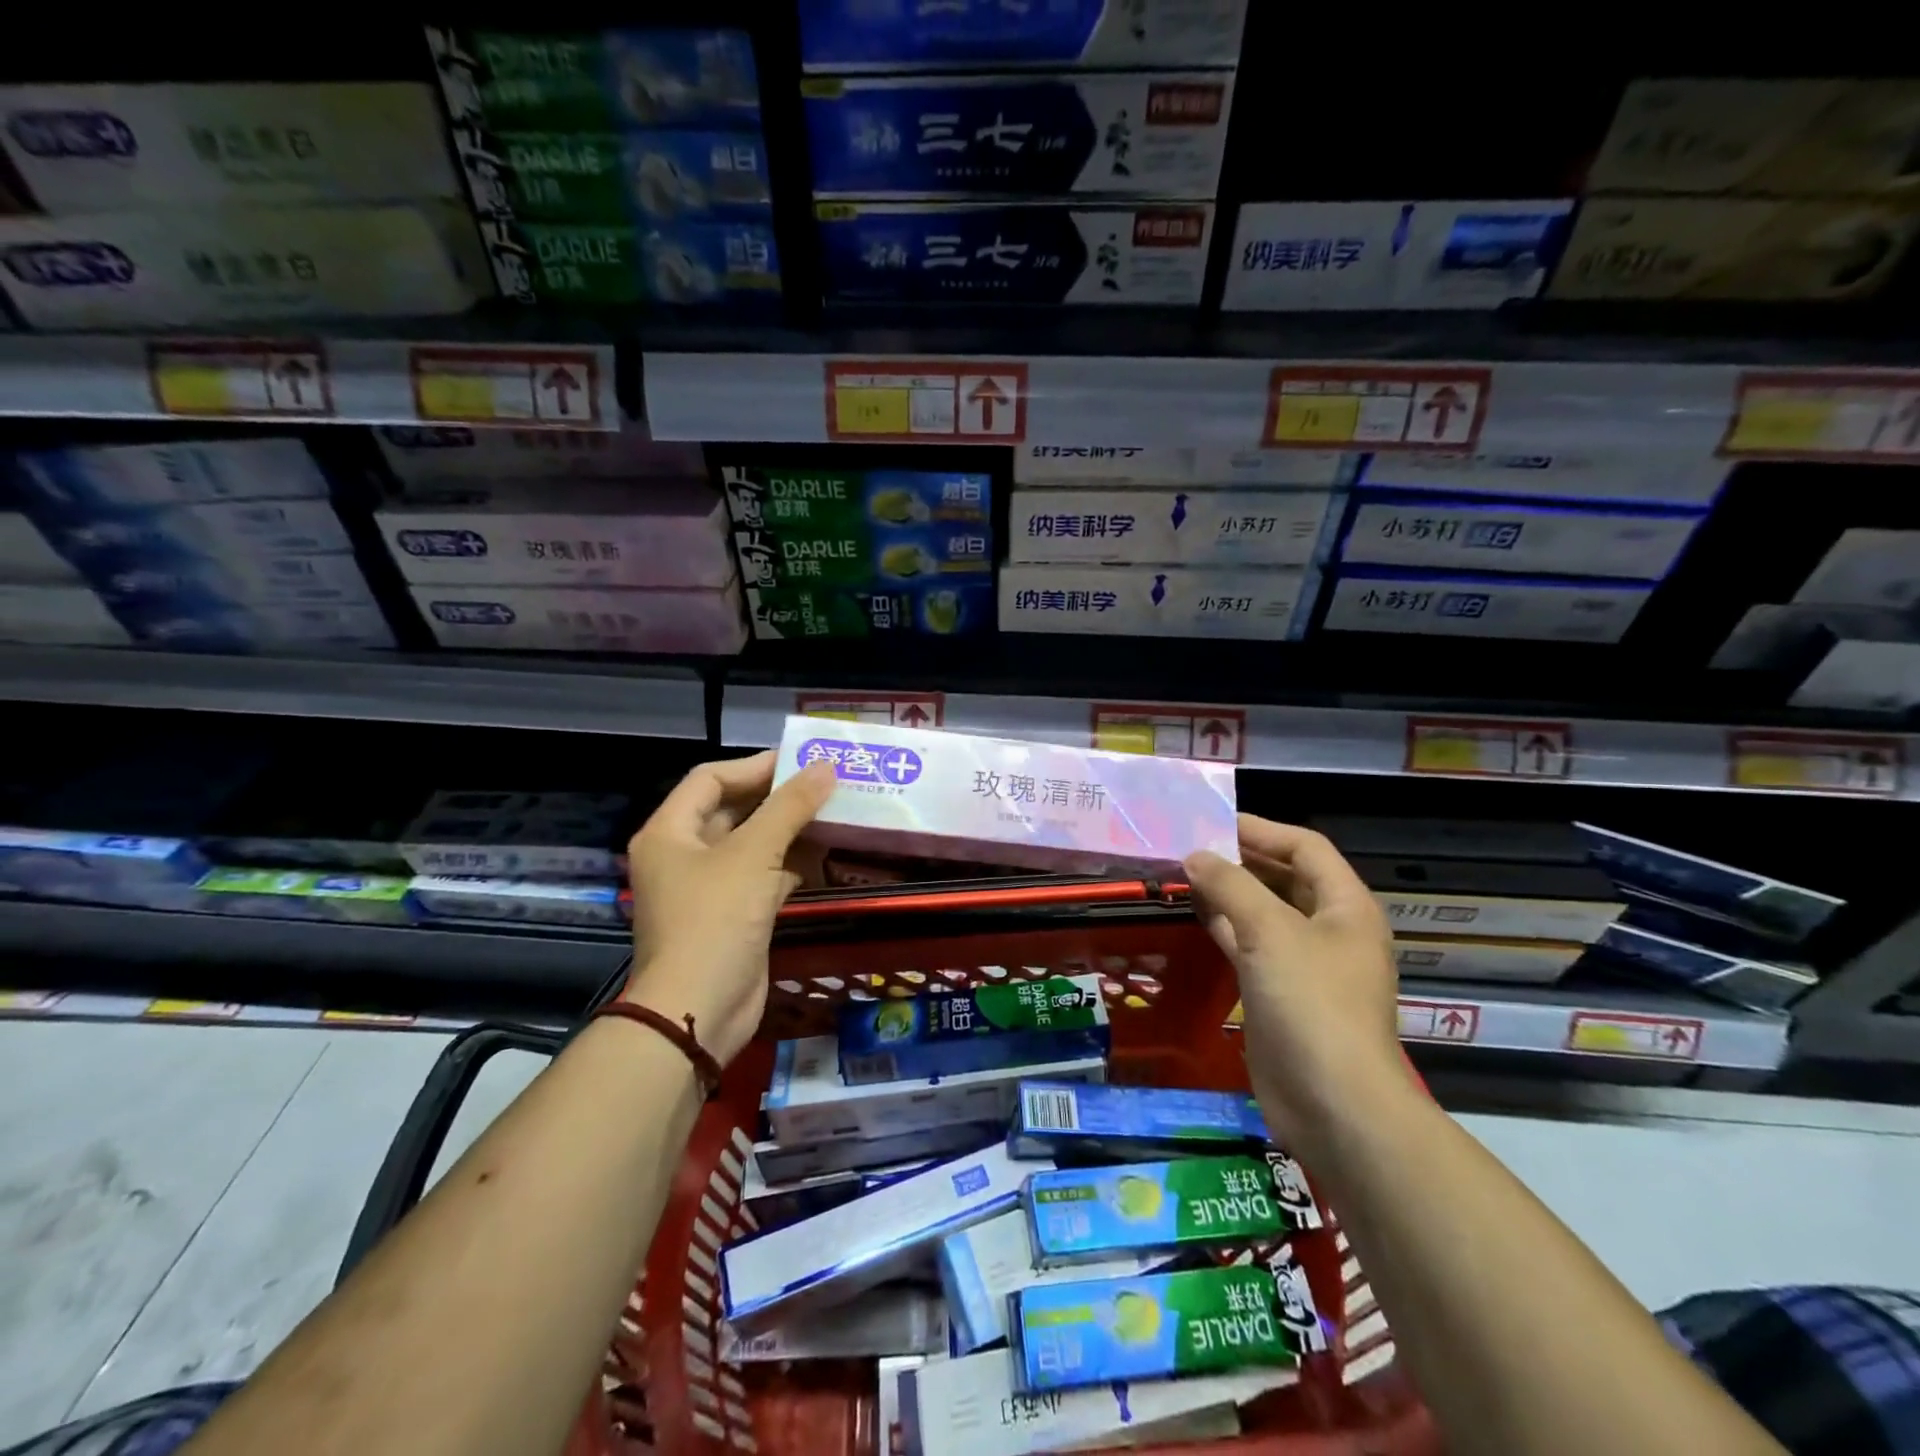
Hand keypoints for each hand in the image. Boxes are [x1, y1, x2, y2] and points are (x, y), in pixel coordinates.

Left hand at [623, 752, 835, 1065]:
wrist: (698, 1012)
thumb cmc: (715, 920)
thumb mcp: (753, 855)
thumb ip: (790, 807)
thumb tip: (825, 767)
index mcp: (670, 832)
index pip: (710, 779)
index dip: (755, 766)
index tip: (801, 761)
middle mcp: (684, 855)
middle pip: (732, 810)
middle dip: (778, 797)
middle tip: (825, 783)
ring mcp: (708, 887)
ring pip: (752, 844)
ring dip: (789, 830)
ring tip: (834, 811)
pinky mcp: (733, 915)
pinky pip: (763, 876)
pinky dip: (790, 864)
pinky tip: (825, 854)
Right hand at [1184, 817, 1411, 1144]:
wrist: (1332, 1104)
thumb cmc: (1311, 1003)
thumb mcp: (1269, 931)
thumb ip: (1230, 885)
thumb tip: (1196, 855)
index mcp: (1345, 906)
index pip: (1304, 847)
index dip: (1261, 829)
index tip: (1212, 821)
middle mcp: (1329, 929)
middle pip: (1284, 877)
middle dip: (1240, 859)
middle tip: (1189, 845)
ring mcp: (1304, 964)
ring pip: (1263, 912)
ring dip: (1227, 892)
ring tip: (1182, 873)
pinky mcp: (1279, 993)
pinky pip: (1249, 945)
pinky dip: (1223, 926)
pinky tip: (1193, 914)